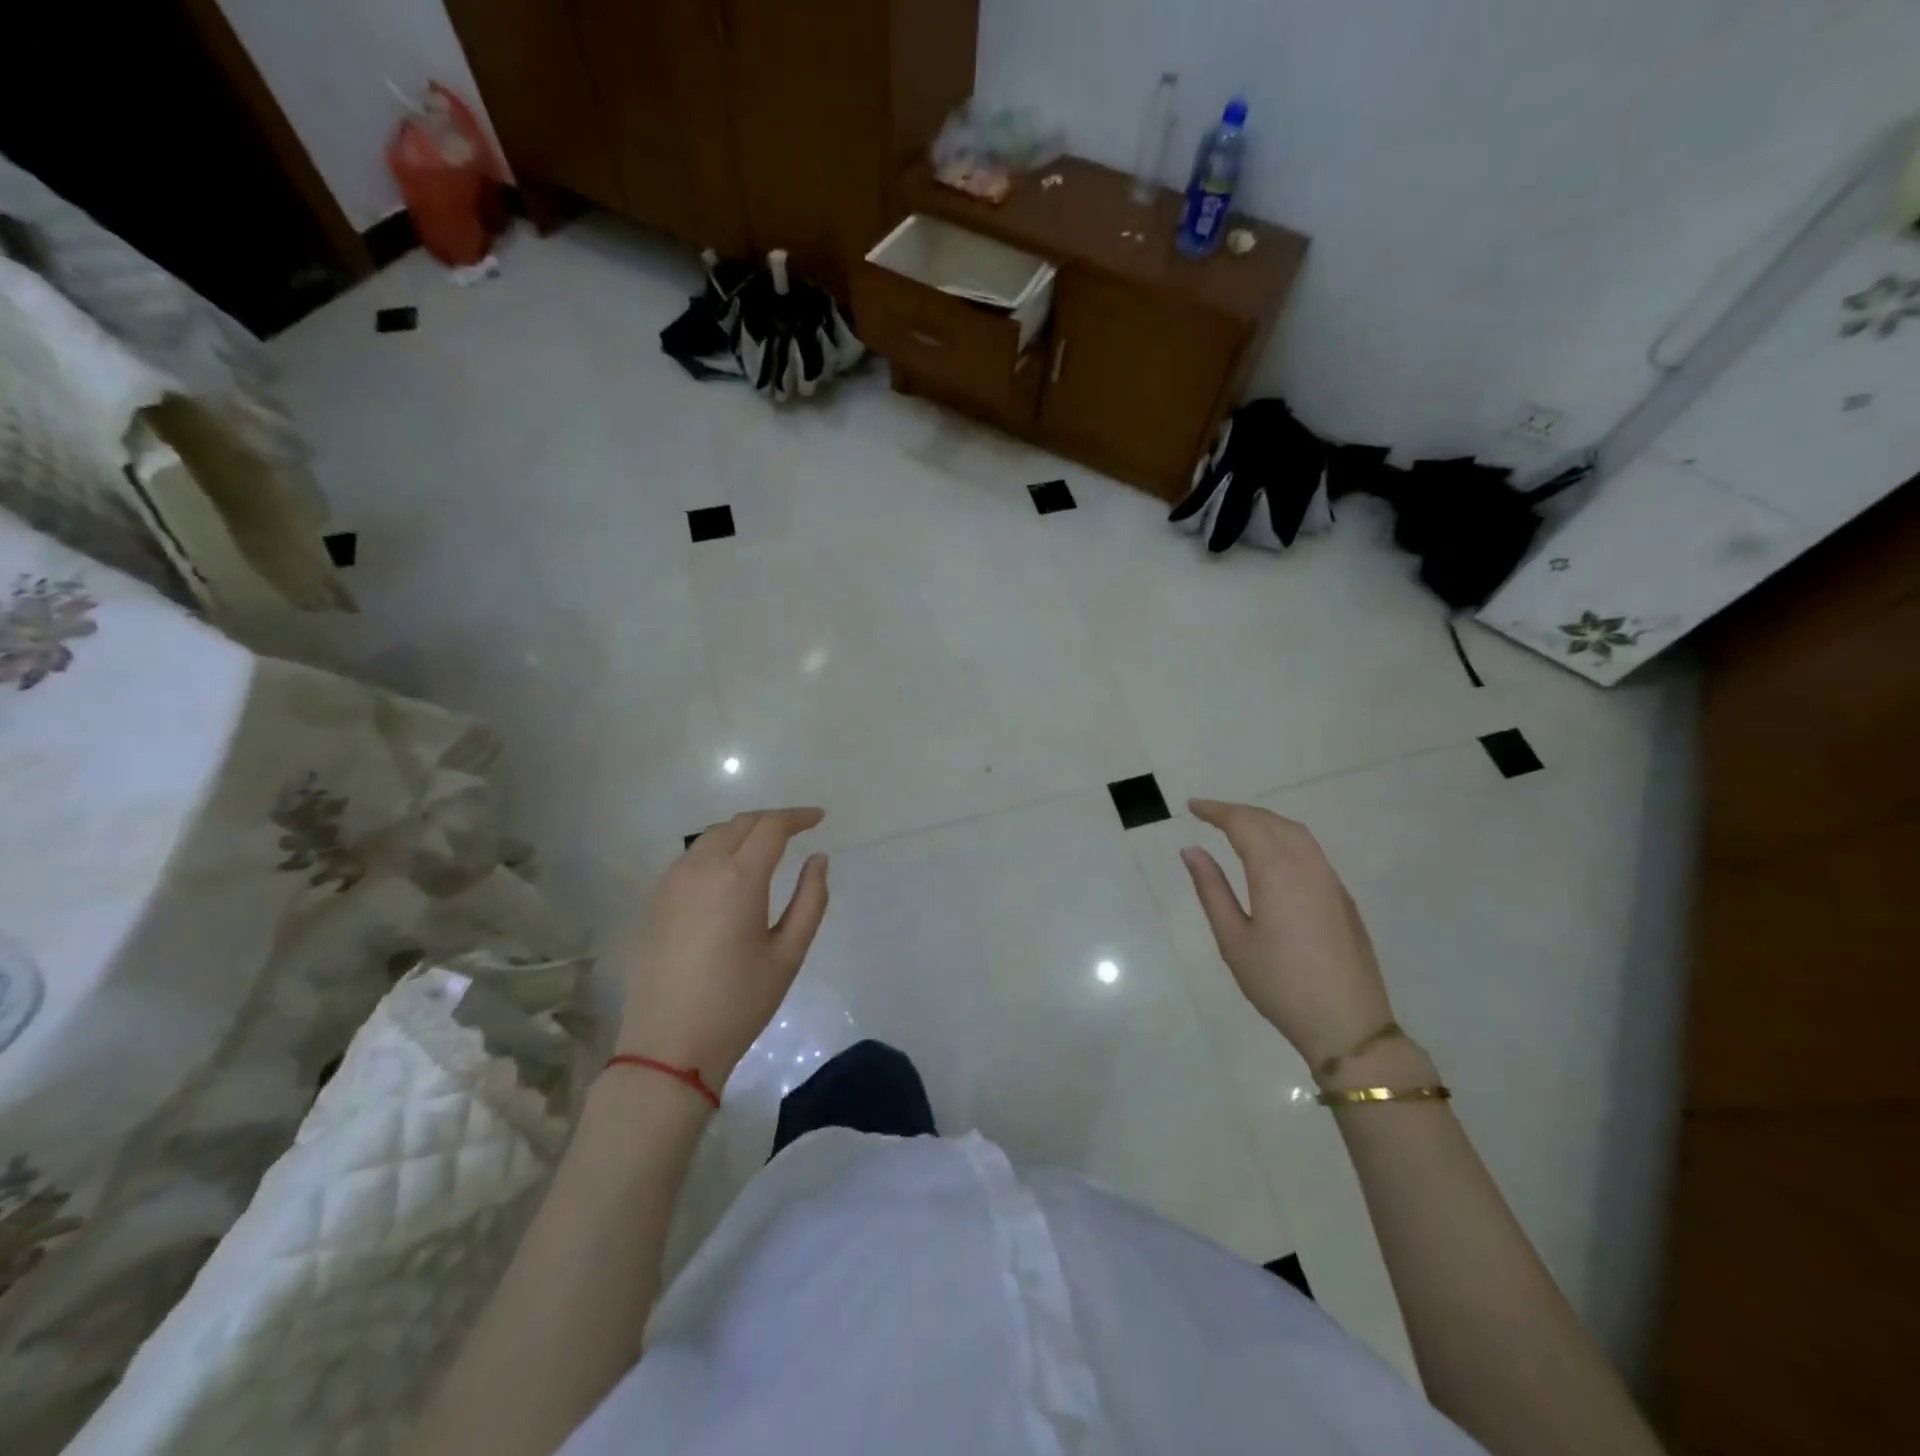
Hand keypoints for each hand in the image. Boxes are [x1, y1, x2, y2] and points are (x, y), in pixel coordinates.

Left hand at [612, 808, 829, 1095]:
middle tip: (798, 830)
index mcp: (739, 878)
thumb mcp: (788, 954)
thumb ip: (810, 899)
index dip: (798, 817)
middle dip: (772, 820)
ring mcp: (672, 881)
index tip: (820, 818)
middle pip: (741, 823)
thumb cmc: (738, 1003)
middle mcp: (702, 867)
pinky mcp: (656, 899)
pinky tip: (731, 870)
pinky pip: (692, 856)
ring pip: (712, 836)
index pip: (772, 827)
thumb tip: (818, 859)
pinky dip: (718, 848)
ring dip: (743, 831)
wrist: (668, 1046)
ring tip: (768, 846)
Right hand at [1181, 799, 1393, 1067]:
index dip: (1216, 810)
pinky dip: (1285, 838)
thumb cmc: (1280, 984)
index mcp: (1276, 872)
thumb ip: (1211, 889)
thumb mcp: (1233, 939)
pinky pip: (1311, 850)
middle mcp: (1307, 865)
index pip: (1243, 824)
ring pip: (1296, 833)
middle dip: (1239, 812)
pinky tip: (1272, 855)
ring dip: (1265, 821)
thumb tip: (1191, 850)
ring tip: (1237, 828)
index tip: (1192, 807)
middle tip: (1209, 815)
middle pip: (1271, 821)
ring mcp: (1330, 880)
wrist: (1349, 1025)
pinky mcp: (1342, 897)